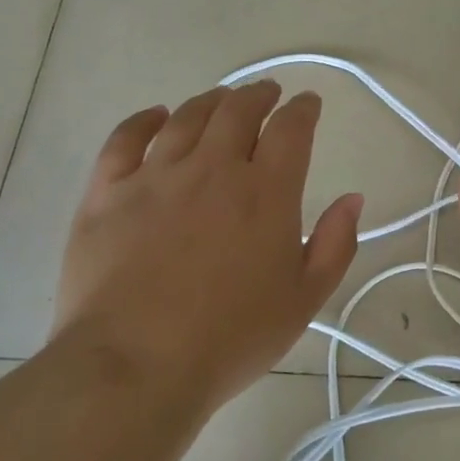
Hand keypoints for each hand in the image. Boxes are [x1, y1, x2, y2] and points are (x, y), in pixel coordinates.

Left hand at [52, 81, 363, 412]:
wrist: (134, 367)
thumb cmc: (230, 338)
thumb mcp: (304, 299)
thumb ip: (335, 244)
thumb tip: (352, 199)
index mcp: (265, 191)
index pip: (291, 129)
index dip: (303, 109)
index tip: (308, 104)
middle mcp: (212, 169)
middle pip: (238, 110)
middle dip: (258, 94)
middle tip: (266, 93)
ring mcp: (155, 176)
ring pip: (186, 117)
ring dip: (211, 101)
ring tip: (221, 99)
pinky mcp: (106, 193)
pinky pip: (124, 139)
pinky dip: (144, 119)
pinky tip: (156, 116)